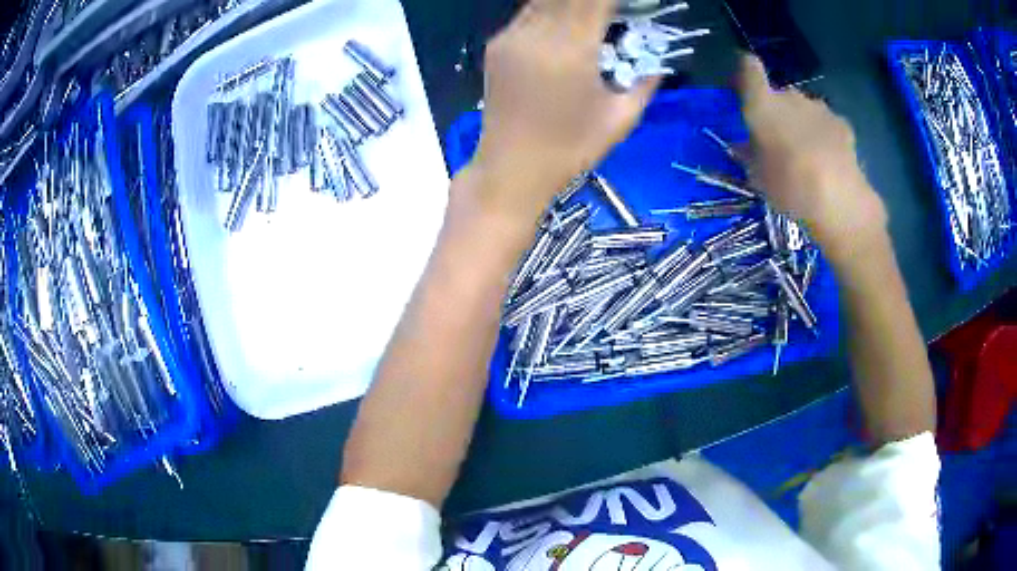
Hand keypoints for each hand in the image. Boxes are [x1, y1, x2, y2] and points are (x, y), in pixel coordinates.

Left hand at [469, 0, 658, 222]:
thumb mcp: (621, 119)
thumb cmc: (570, 149)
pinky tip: (562, 20)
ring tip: (589, 11)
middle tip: (608, 8)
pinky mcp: (495, 46)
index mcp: (572, 50)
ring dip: (569, 1)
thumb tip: (658, 63)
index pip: (595, 1)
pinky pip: (527, 14)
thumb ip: (645, 84)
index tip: (627, 3)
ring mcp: (511, 38)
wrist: (511, 169)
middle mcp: (537, 34)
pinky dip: (548, 9)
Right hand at [737, 56, 887, 259]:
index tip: (744, 88)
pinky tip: (828, 159)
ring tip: (806, 155)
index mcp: (763, 104)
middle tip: (778, 140)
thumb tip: (745, 146)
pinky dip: (823, 134)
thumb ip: (750, 155)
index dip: (745, 72)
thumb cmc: (790, 187)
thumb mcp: (758, 177)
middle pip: (780, 94)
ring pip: (804, 108)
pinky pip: (825, 122)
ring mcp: (820, 108)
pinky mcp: (842, 123)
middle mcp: (791, 97)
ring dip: (801, 123)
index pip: (749, 69)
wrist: (840, 202)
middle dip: (777, 111)